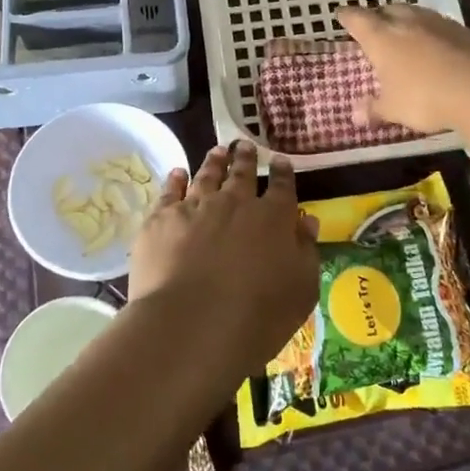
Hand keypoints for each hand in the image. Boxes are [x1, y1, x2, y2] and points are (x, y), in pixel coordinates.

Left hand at [128, 141, 319, 373]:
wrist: (193, 324)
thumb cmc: (258, 315)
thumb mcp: (301, 289)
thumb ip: (305, 251)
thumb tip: (307, 222)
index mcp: (273, 218)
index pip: (282, 187)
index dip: (283, 173)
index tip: (280, 160)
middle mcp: (235, 203)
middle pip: (242, 173)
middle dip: (245, 158)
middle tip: (244, 145)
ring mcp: (196, 207)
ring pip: (206, 175)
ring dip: (214, 162)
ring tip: (217, 151)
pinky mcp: (162, 219)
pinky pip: (171, 191)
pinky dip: (176, 180)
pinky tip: (178, 173)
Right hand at [336, 3, 469, 134]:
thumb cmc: (424, 97)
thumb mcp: (394, 109)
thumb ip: (374, 109)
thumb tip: (355, 115)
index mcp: (381, 36)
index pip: (358, 19)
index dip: (348, 16)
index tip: (341, 14)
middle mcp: (407, 22)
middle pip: (388, 9)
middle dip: (379, 15)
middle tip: (375, 25)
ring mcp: (437, 23)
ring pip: (416, 13)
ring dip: (407, 20)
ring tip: (404, 33)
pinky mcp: (463, 31)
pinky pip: (439, 26)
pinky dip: (431, 32)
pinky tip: (435, 46)